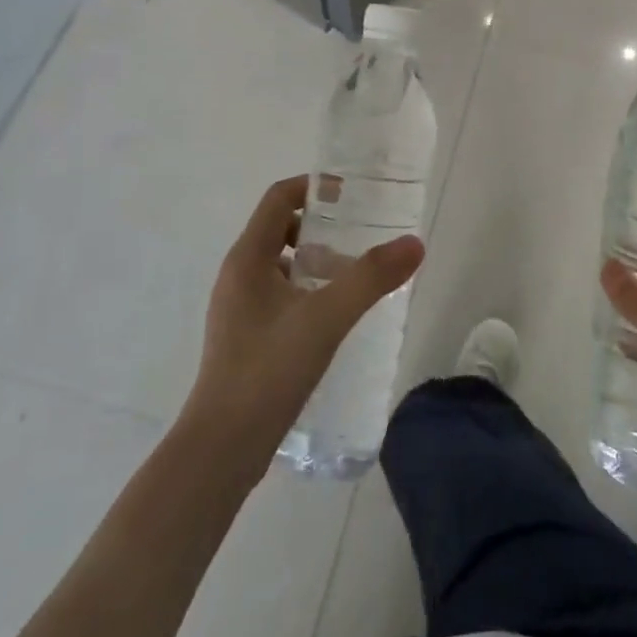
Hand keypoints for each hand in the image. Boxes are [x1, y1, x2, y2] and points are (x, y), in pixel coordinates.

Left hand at [183, 176, 424, 476]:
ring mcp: (238, 308)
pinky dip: (307, 291)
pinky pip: (279, 295)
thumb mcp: (326, 318)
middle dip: (320, 228)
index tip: (351, 195)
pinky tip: (334, 318)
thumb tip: (414, 243)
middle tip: (358, 239)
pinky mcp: (245, 338)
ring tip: (353, 279)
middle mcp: (238, 275)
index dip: (314, 188)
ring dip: (315, 261)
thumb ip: (371, 278)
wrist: (222, 449)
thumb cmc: (268, 370)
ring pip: (280, 265)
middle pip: (279, 228)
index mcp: (247, 258)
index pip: (278, 198)